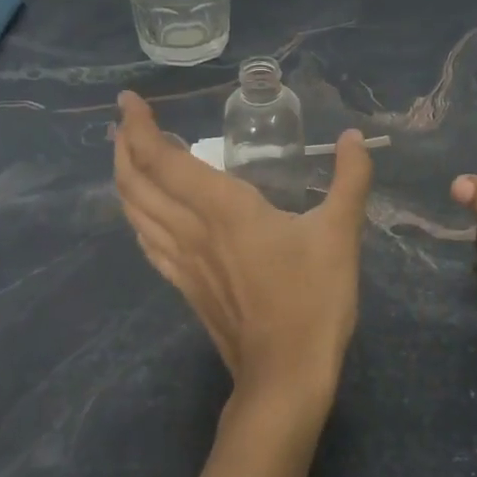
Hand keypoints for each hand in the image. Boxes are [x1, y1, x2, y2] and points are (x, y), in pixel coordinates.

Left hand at [114, 91, 374, 409]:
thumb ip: (349, 179)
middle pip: (136, 183)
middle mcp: (192, 230)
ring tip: (128, 155)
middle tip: (125, 121)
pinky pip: (148, 242)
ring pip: (135, 213)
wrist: (285, 376)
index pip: (164, 160)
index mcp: (223, 209)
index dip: (140, 127)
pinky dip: (138, 216)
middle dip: (123, 147)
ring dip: (124, 179)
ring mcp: (183, 262)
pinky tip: (145, 214)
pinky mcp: (186, 287)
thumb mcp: (340, 233)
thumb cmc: (312, 299)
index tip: (128, 100)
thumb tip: (353, 136)